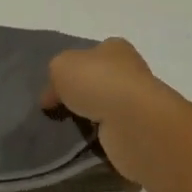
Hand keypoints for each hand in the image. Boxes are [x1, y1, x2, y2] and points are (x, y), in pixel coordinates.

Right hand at [41, 37, 172, 184]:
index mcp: (115, 48)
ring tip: (67, 130)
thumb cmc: (98, 82)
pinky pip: (111, 132)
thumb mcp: (61, 66)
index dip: (71, 69)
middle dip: (80, 95)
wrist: (133, 122)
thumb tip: (53, 95)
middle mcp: (130, 71)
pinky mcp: (138, 131)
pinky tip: (85, 143)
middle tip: (58, 110)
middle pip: (98, 81)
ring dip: (89, 118)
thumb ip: (55, 74)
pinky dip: (99, 137)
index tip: (53, 89)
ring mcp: (137, 102)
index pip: (90, 54)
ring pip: (105, 108)